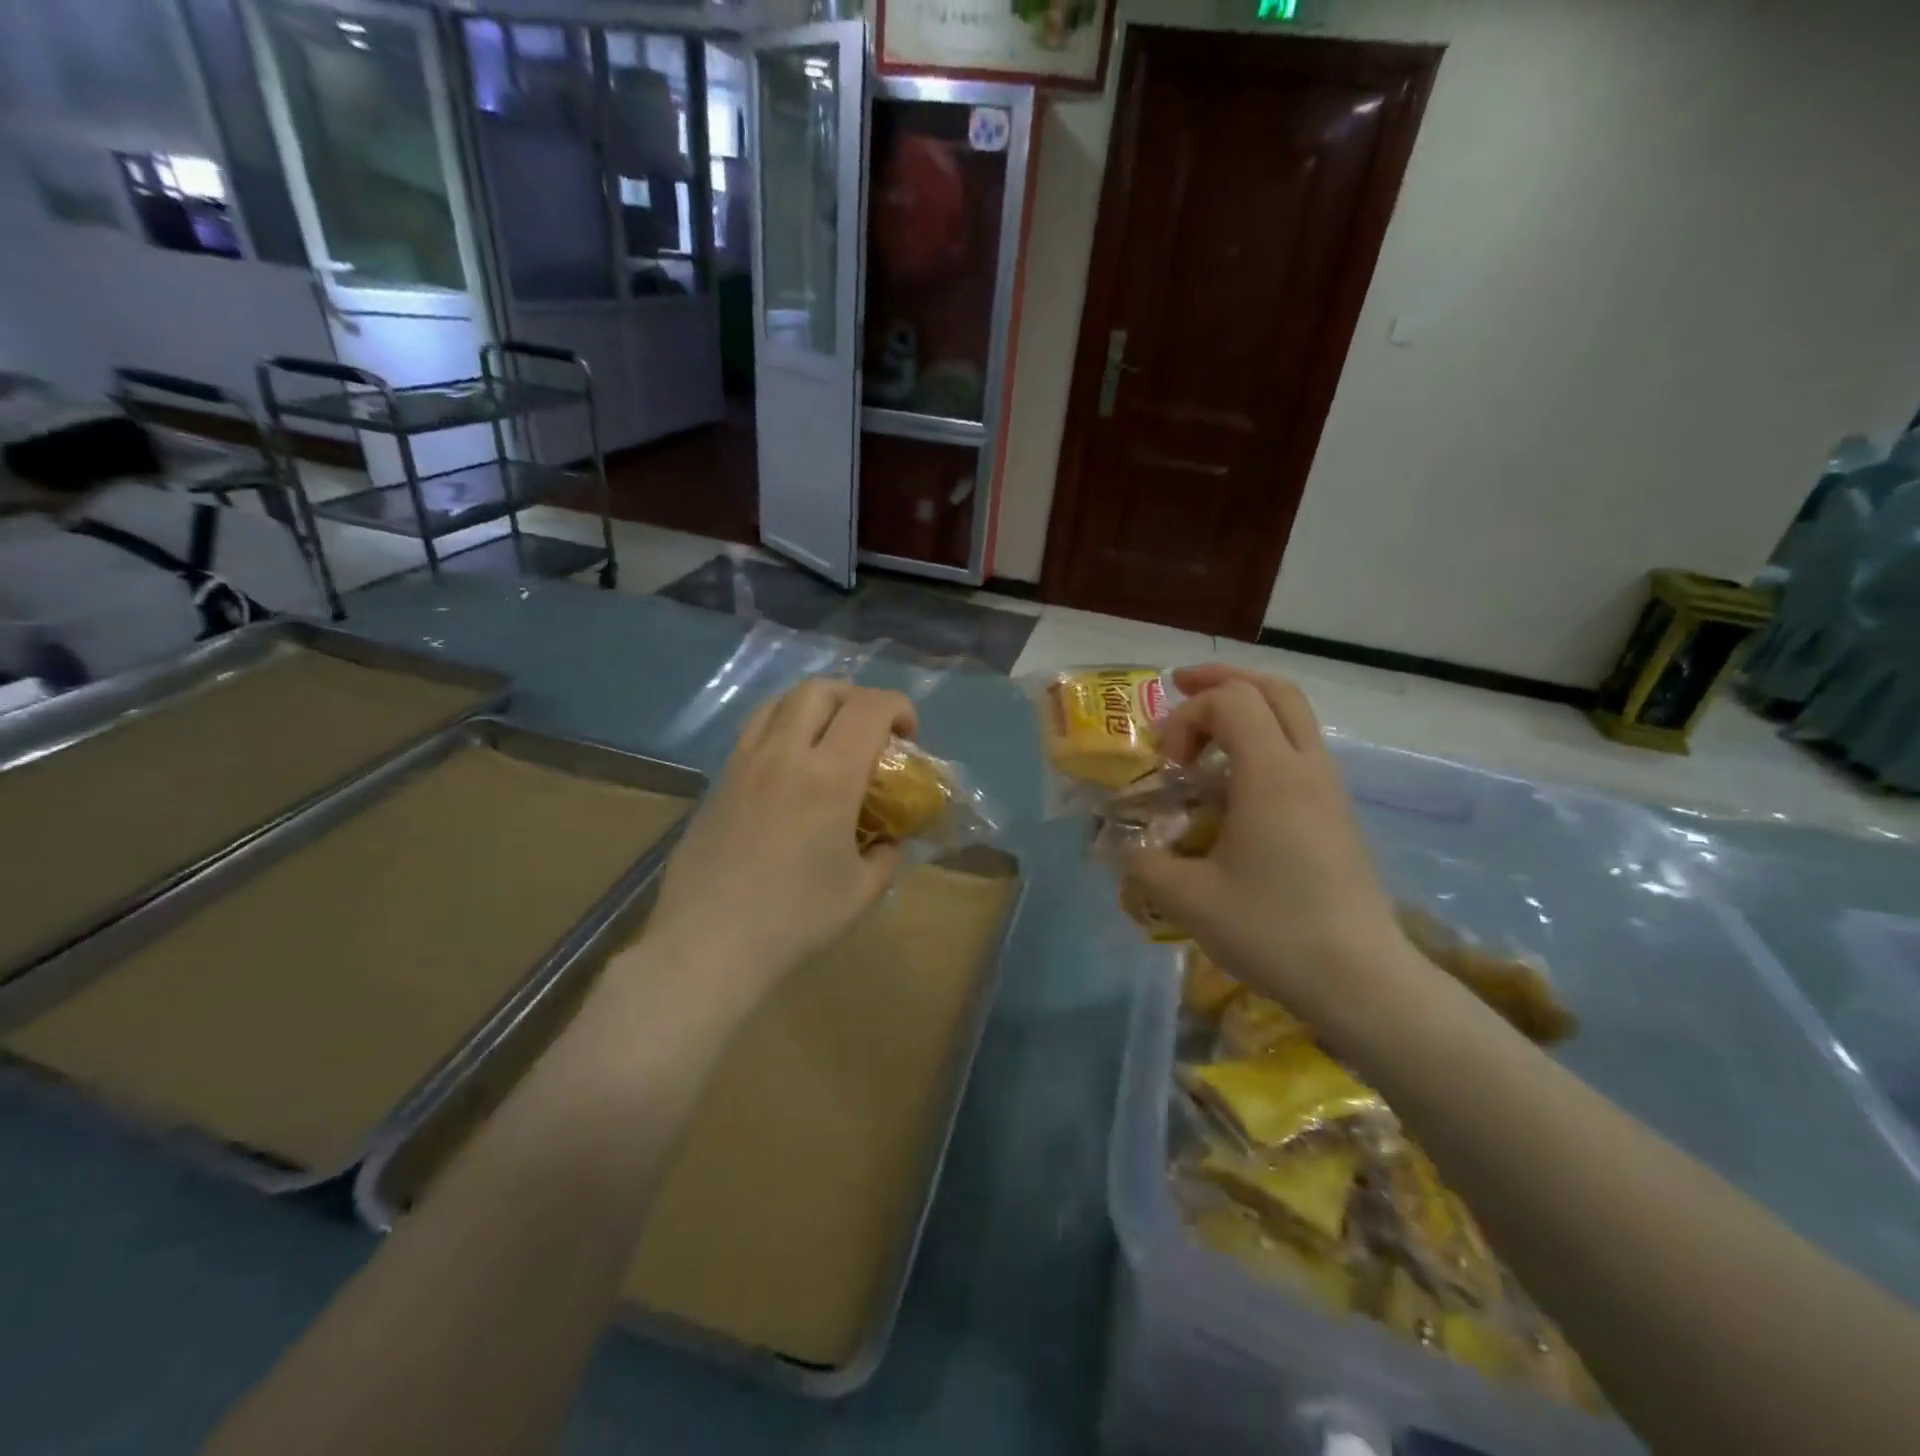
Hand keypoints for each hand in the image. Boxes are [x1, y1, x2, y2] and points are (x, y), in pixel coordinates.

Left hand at [643, 679, 916, 1000]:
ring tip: (828, 739)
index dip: (898, 707)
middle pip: (820, 689)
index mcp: (828, 777)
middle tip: (870, 731)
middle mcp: (783, 755)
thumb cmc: (794, 920)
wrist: (708, 945)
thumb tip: (891, 841)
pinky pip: (753, 731)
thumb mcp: (862, 893)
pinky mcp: (717, 781)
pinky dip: (782, 728)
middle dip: (855, 697)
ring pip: (779, 702)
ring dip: (814, 706)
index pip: (869, 709)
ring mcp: (743, 764)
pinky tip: (789, 769)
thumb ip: (887, 856)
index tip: (909, 735)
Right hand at [1121, 666, 1406, 1022]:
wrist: (1361, 980)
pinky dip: (1261, 744)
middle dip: (1223, 680)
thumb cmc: (1273, 930)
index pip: (1231, 699)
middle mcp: (1307, 767)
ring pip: (1293, 718)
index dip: (1187, 717)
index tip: (1169, 767)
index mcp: (1273, 774)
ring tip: (1202, 740)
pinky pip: (1299, 752)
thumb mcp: (1188, 899)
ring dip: (1244, 712)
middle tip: (1181, 688)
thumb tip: (1125, 847)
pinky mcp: (1337, 815)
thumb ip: (1144, 861)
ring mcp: (1329, 790)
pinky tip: (1233, 788)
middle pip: (1273, 689)